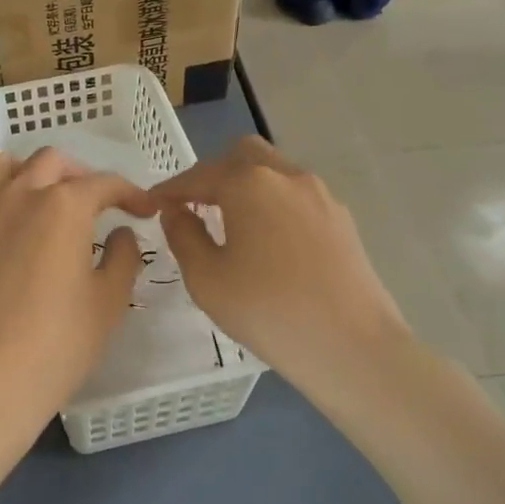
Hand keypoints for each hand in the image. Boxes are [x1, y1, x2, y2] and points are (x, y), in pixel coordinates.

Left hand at [0, 148, 155, 437]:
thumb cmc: (57, 344)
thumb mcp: (108, 302)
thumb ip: (123, 257)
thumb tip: (121, 233)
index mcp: (63, 206)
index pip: (104, 183)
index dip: (130, 193)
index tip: (144, 210)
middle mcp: (19, 195)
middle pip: (52, 161)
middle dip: (81, 174)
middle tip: (96, 203)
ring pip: (3, 165)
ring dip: (29, 172)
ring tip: (43, 199)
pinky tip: (7, 230)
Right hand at [151, 137, 410, 392]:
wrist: (352, 347)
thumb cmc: (267, 310)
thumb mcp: (206, 278)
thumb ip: (183, 235)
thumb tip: (177, 212)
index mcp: (249, 183)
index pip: (199, 175)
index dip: (171, 189)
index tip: (153, 205)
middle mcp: (287, 176)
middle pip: (242, 156)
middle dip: (214, 174)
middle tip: (195, 206)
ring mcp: (321, 195)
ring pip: (274, 172)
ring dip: (246, 187)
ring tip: (230, 223)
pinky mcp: (342, 220)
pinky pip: (296, 196)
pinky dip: (273, 204)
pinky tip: (267, 241)